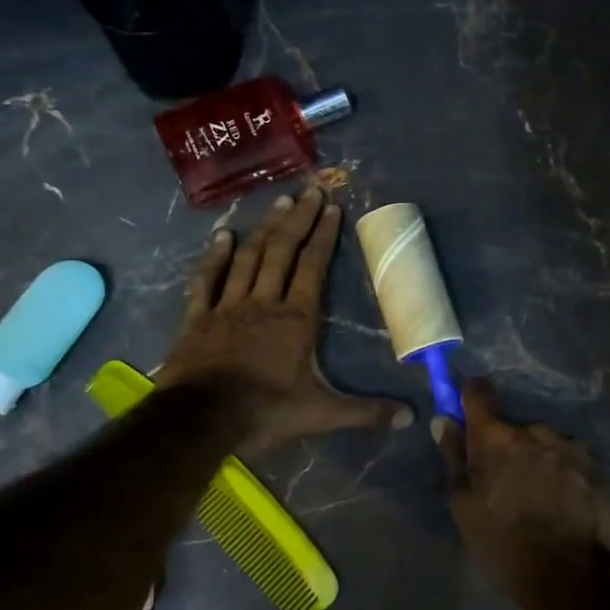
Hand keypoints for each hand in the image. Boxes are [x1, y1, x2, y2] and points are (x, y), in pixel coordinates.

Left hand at [160, 187, 412, 451]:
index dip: (323, 235)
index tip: (331, 207)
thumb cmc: (266, 411)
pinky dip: (215, 257)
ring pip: (249, 258)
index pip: (313, 266)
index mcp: (296, 318)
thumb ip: (366, 412)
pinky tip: (223, 236)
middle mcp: (264, 301)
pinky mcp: (198, 318)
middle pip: (283, 251)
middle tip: (308, 190)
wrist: (201, 420)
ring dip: (264, 229)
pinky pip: (208, 280)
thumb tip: (411, 418)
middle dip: (298, 219)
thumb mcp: (322, 414)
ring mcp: (228, 306)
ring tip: (277, 202)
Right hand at [434, 378, 609, 592]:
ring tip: (538, 498)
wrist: (570, 576)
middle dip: (507, 446)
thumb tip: (444, 420)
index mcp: (497, 439)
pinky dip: (562, 472)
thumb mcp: (465, 507)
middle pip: (514, 427)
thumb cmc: (504, 544)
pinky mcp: (594, 465)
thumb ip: (454, 458)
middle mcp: (535, 431)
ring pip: (544, 443)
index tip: (468, 409)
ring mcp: (569, 446)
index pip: (479, 394)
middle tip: (506, 483)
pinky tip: (562, 503)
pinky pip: (569, 459)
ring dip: (537, 459)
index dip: (470, 397)